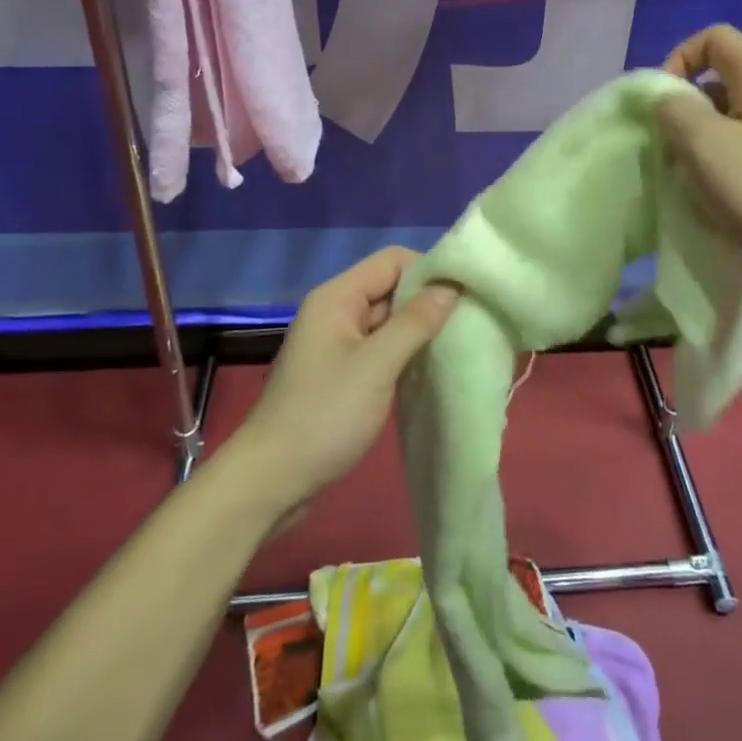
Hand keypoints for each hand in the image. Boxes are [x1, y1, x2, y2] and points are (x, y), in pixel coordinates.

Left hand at [232, 247, 459, 512]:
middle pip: (391, 287)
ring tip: (458, 345)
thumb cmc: (324, 415)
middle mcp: (336, 310)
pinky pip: (380, 347)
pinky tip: (430, 369)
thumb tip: (452, 286)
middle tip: (469, 322)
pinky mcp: (341, 371)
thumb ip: (415, 322)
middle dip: (428, 301)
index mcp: (338, 296)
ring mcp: (337, 342)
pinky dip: (404, 353)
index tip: (464, 295)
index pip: (392, 260)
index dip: (428, 270)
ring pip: (388, 320)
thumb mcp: (376, 365)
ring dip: (419, 330)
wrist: (272, 480)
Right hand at [660, 24, 741, 286]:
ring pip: (736, 118)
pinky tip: (728, 199)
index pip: (713, 38)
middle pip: (722, 80)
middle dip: (688, 110)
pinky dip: (731, 163)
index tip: (664, 103)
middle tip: (674, 150)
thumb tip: (667, 99)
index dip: (679, 59)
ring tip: (696, 180)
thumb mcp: (705, 146)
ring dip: (707, 142)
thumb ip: (673, 111)